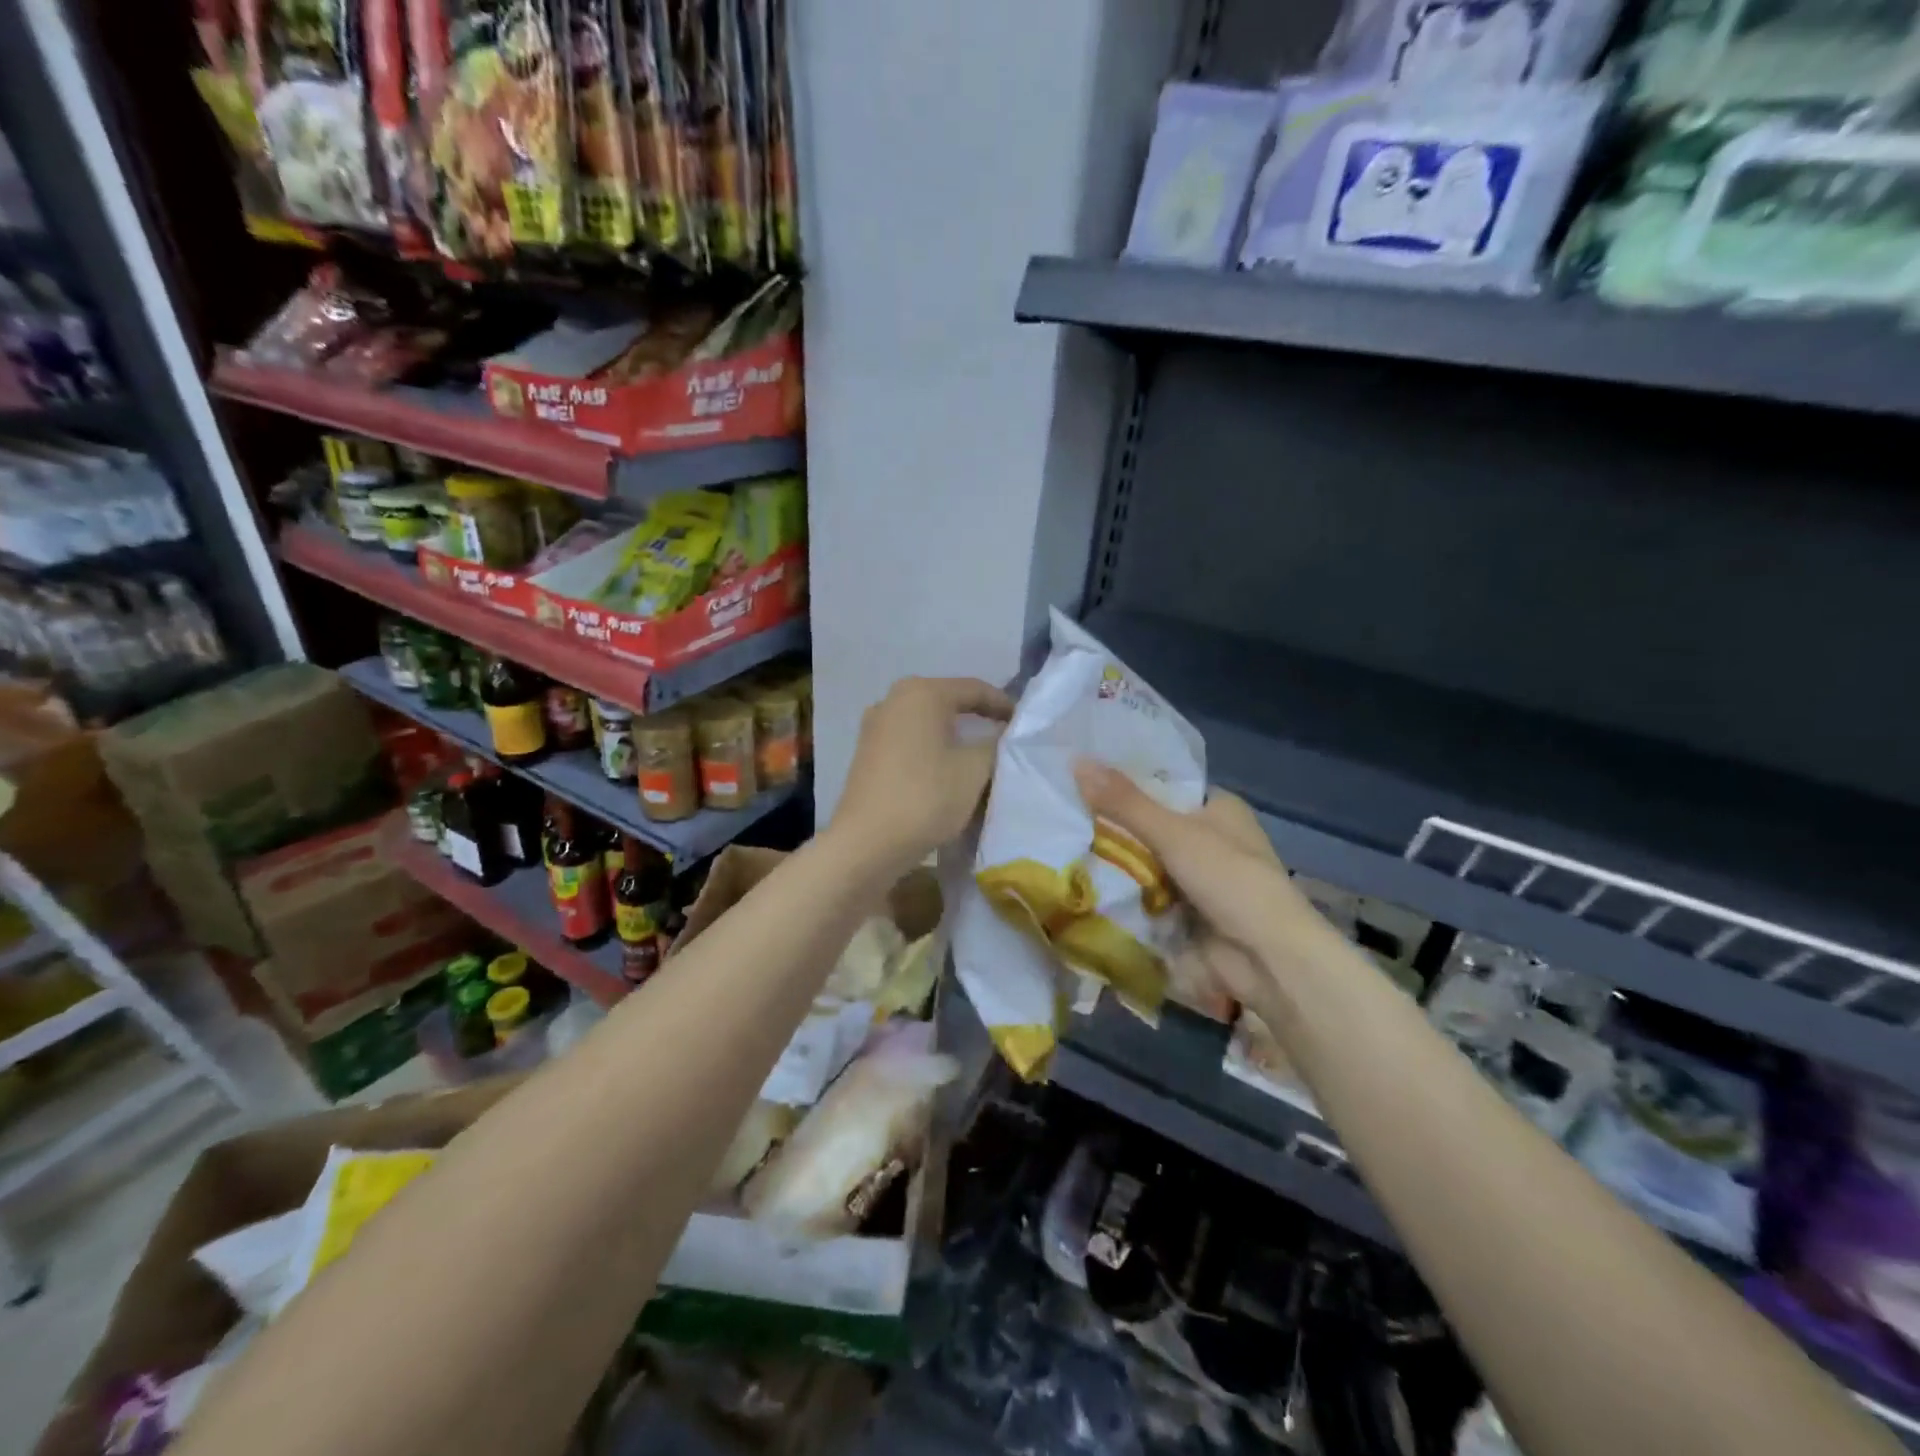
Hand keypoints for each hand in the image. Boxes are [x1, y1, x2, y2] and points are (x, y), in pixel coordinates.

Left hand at [831, 676, 1014, 873]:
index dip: (1003, 704)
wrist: (867, 843)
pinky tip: (946, 772)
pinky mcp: (867, 753)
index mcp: (921, 693)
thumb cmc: (926, 797)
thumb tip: (1001, 734)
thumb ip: (995, 744)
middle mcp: (893, 700)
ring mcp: (875, 727)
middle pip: (947, 702)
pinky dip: (932, 750)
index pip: (973, 689)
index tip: (1024, 723)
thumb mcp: (974, 770)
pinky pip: (909, 742)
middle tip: (1004, 738)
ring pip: (927, 724)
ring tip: (979, 757)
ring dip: (954, 737)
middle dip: (977, 719)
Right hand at [1073, 762, 1341, 1015]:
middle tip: (1064, 819)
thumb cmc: (1229, 880)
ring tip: (1063, 850)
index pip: (1165, 786)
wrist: (1267, 958)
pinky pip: (1147, 898)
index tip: (1082, 781)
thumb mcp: (1173, 833)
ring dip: (1115, 865)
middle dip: (1113, 829)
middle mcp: (1212, 840)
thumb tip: (1076, 761)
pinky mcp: (1189, 914)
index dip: (1127, 783)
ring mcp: (1200, 880)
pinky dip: (1124, 896)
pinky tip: (1084, 887)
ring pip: (1146, 864)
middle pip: (1151, 827)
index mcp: (1220, 809)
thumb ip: (1124, 802)